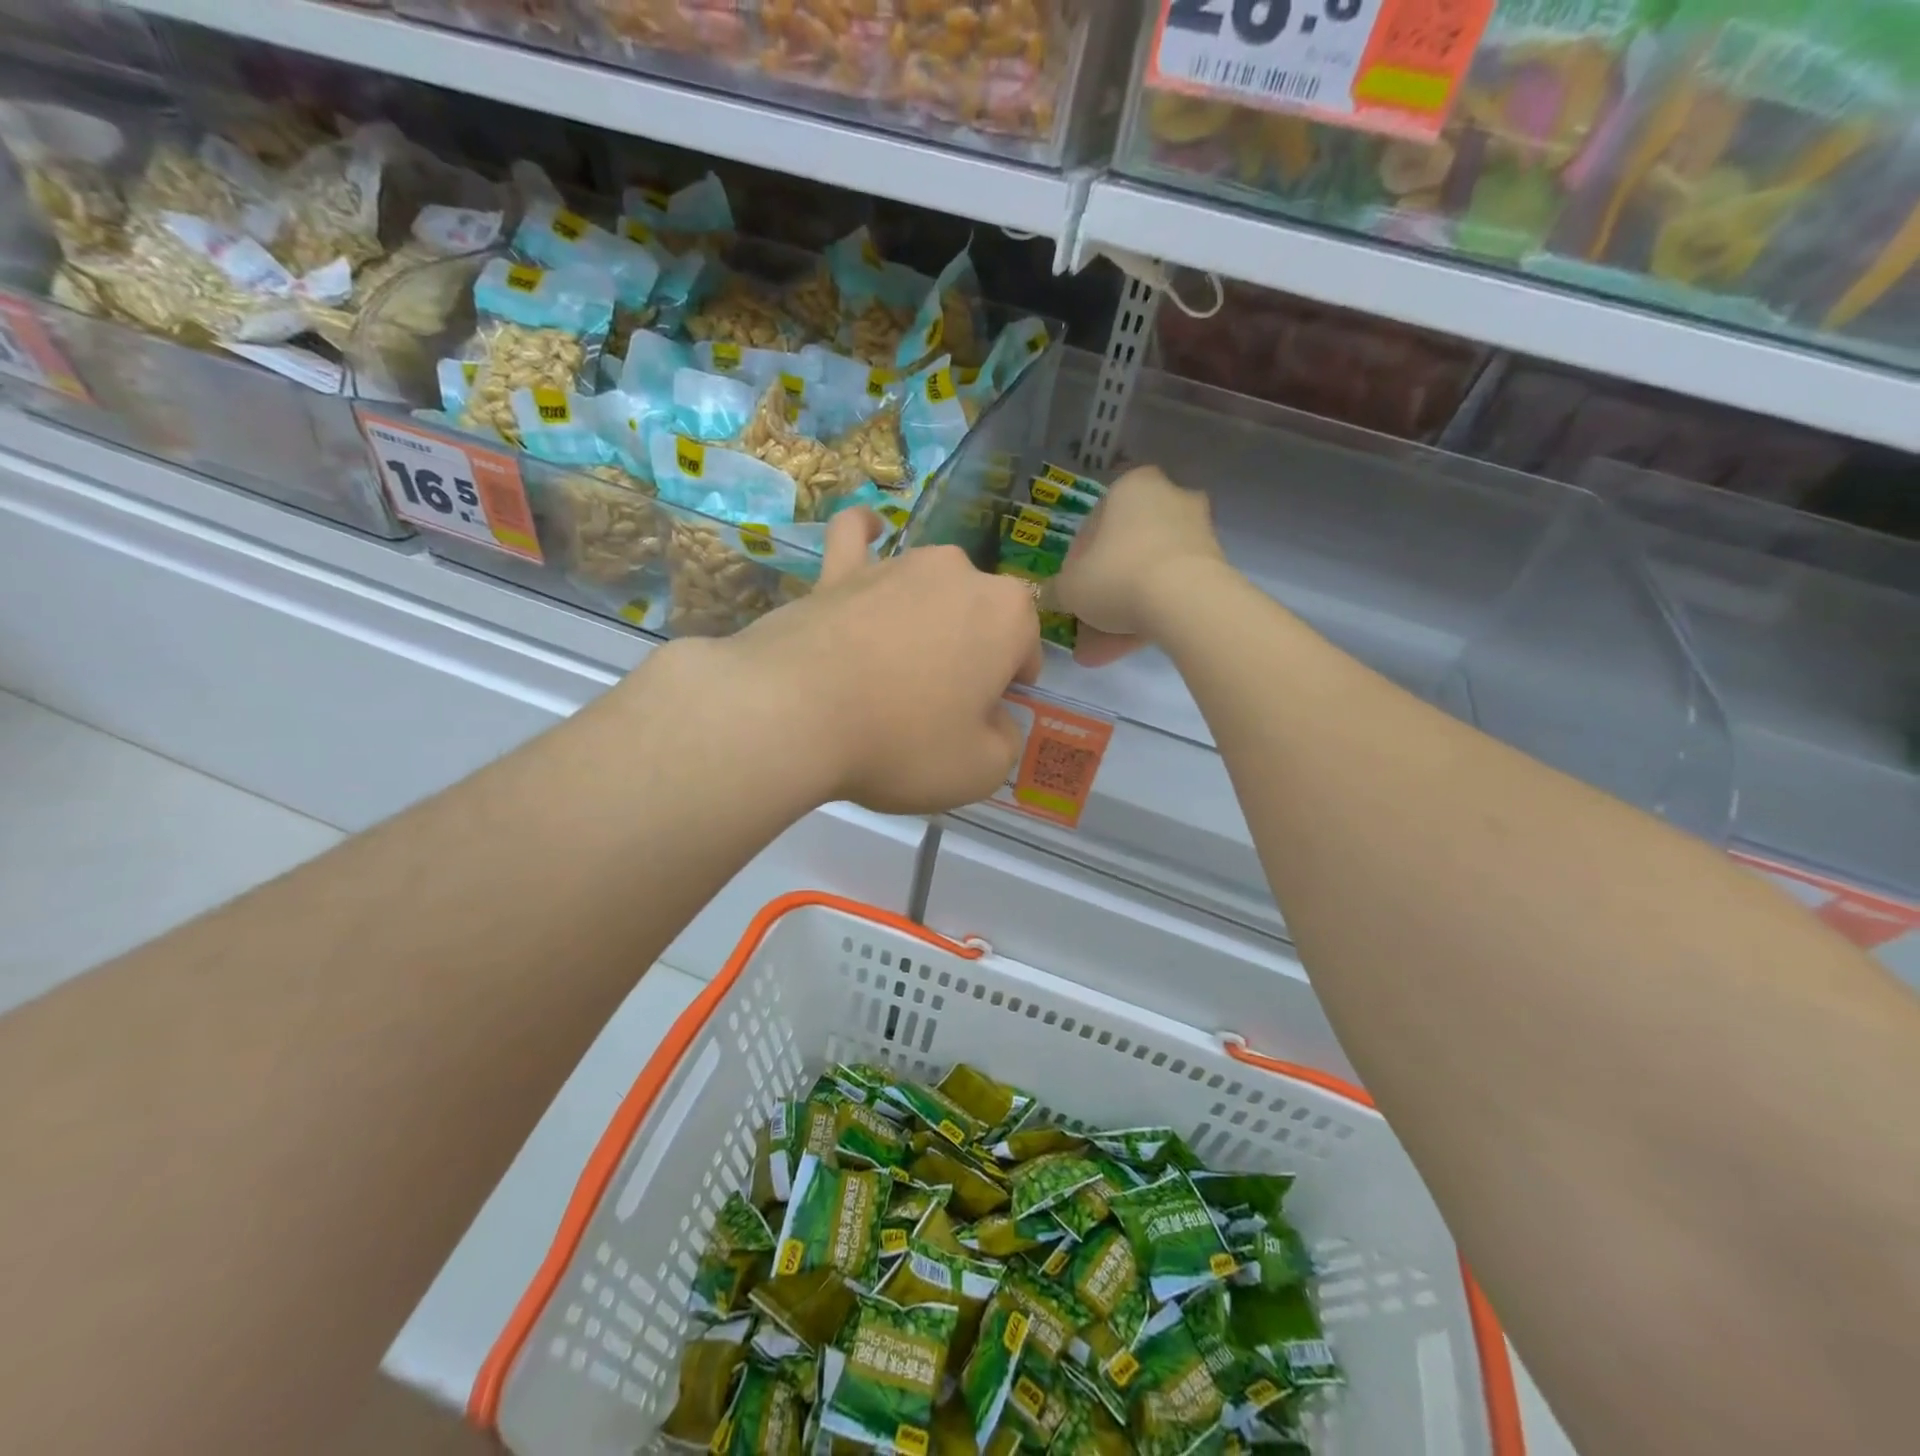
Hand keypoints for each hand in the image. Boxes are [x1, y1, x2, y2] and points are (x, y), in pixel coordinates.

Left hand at [718, 510, 1041, 815]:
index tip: (990, 715)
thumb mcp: (980, 770)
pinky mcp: (838, 571)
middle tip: (942, 702)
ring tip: (898, 665)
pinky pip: (857, 539)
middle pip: (979, 614)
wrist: (794, 715)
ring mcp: (894, 565)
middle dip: (973, 650)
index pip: (1026, 645)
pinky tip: (871, 531)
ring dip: (927, 617)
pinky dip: (866, 535)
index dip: (1013, 684)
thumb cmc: (902, 743)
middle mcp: (957, 573)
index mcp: (1005, 613)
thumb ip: (1005, 742)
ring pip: (928, 587)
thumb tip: (995, 723)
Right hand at [1048, 465, 1226, 666]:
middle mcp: (1169, 498)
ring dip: (1123, 611)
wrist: (1186, 600)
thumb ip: (1058, 589)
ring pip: (1147, 575)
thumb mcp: (1071, 587)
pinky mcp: (1215, 566)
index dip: (1076, 563)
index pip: (1094, 525)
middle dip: (1103, 593)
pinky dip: (1149, 615)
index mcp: (1132, 487)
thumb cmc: (1117, 576)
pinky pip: (1171, 590)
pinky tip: (1126, 649)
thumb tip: (1052, 595)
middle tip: (1086, 625)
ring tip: (1101, 652)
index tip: (1071, 592)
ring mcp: (1197, 533)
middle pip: (1124, 551)